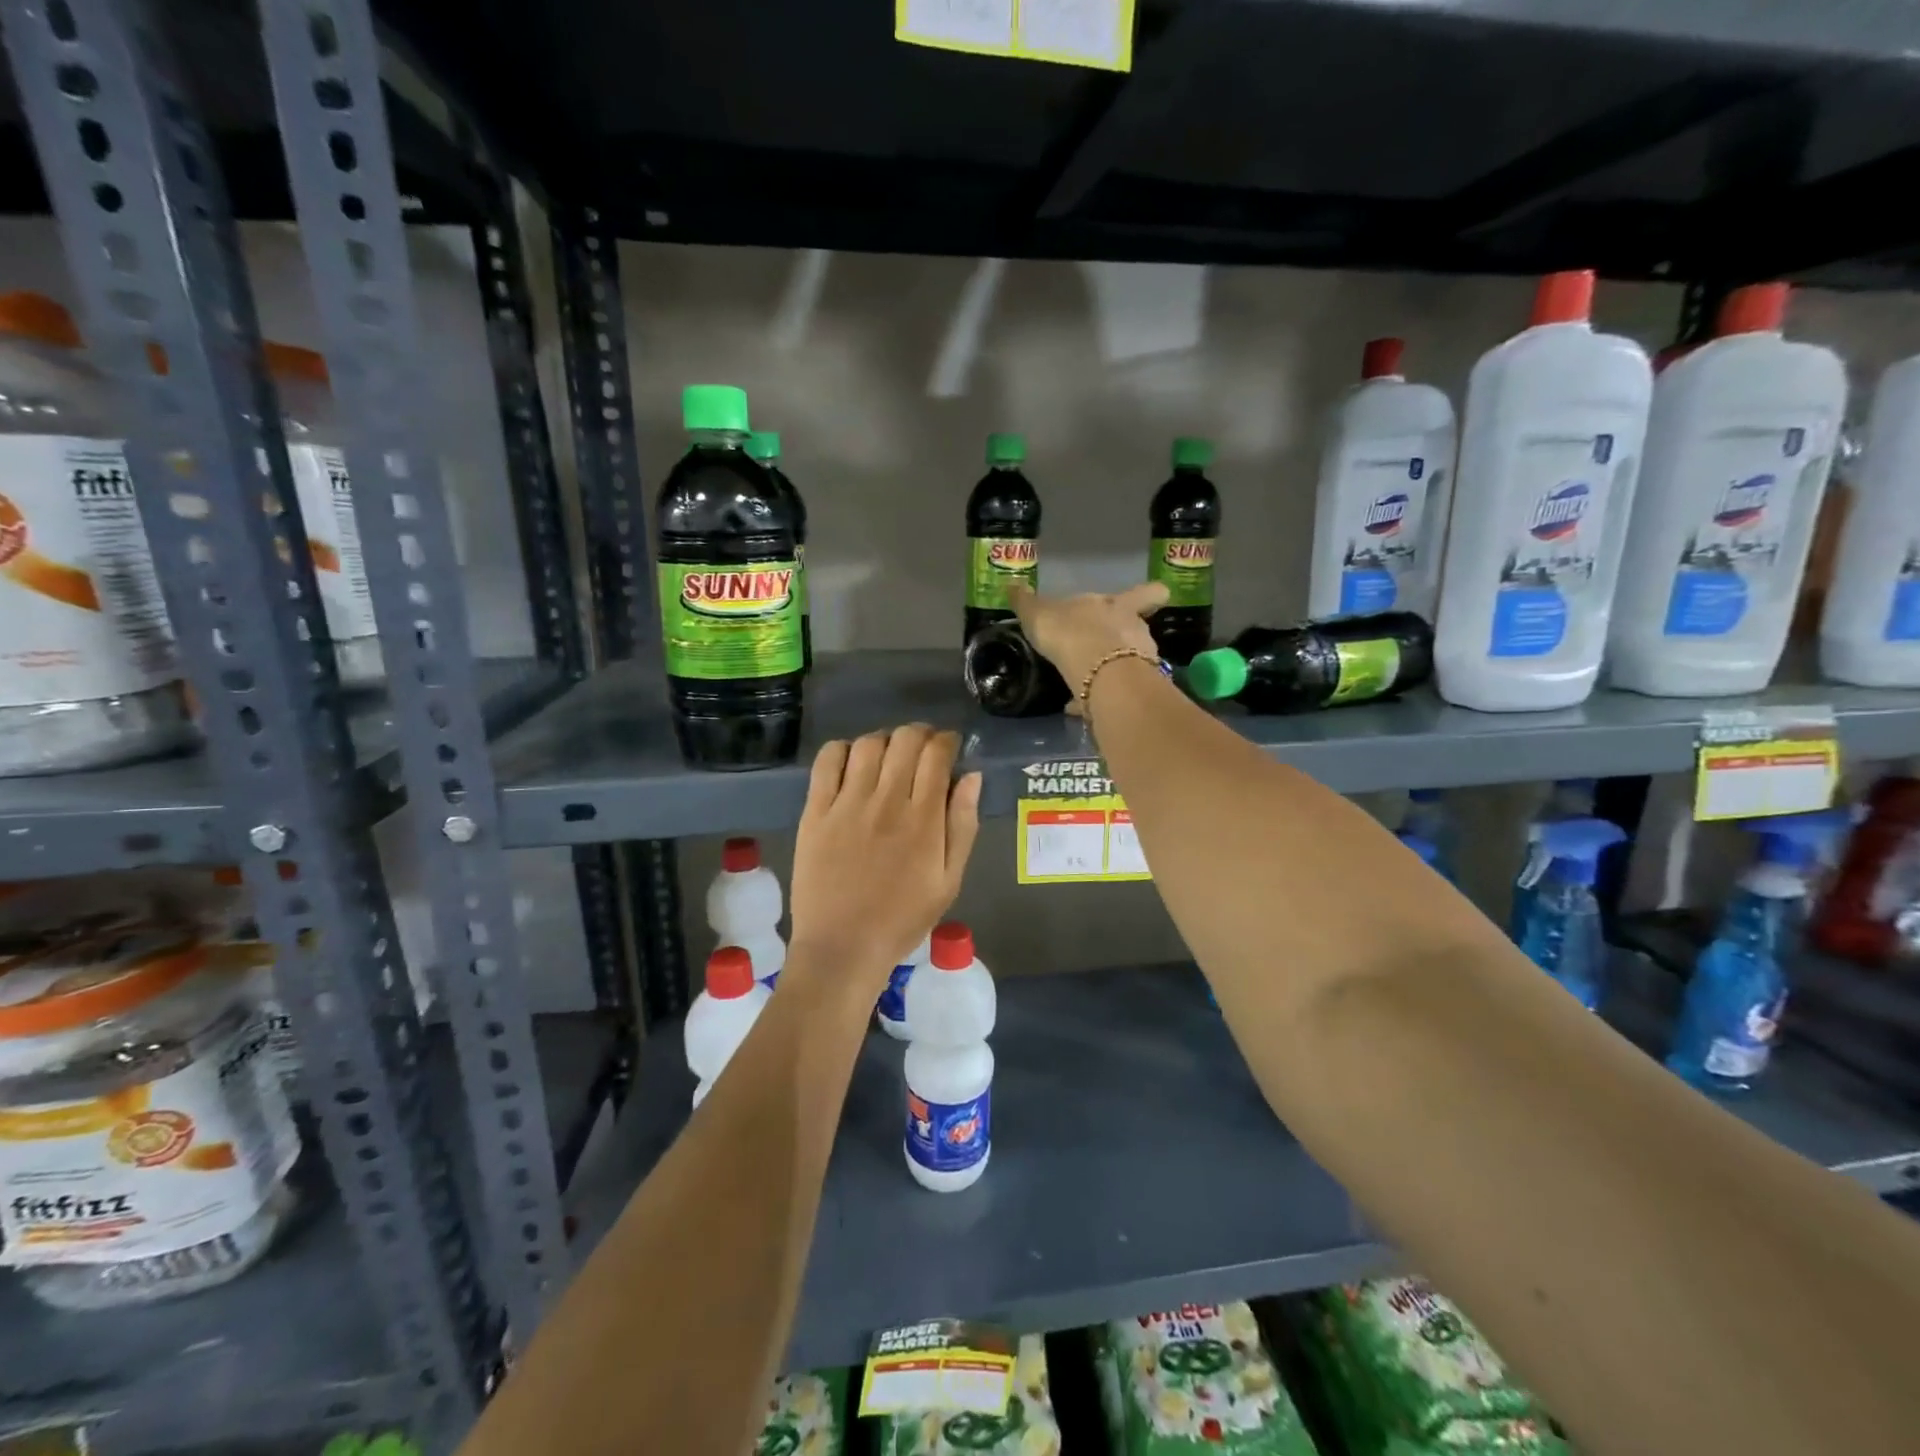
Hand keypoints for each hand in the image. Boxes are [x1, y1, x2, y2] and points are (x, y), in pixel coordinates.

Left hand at [789, 724, 981, 990]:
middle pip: (905, 740)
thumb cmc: (903, 919)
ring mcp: (847, 804)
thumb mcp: (949, 880)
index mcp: (923, 819)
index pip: (937, 754)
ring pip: (868, 744)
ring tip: (889, 757)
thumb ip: (963, 825)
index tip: (949, 748)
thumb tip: (972, 776)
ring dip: (885, 741)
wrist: (843, 948)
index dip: (947, 741)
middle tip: (923, 750)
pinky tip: (852, 763)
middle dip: (920, 734)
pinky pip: (827, 762)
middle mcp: (886, 801)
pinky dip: (843, 750)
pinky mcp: (815, 811)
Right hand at [1008, 581, 1168, 702]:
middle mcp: (1134, 630)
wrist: (1096, 671)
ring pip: (1130, 663)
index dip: (1152, 595)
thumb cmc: (1070, 632)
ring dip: (1110, 671)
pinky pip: (1114, 693)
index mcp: (1118, 606)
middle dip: (1122, 640)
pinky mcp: (1133, 691)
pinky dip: (1098, 699)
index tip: (1157, 597)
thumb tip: (1011, 584)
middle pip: (1138, 629)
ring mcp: (1140, 661)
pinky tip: (1078, 707)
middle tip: (1103, 648)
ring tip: (1085, 681)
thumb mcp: (1039, 614)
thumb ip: (1026, 602)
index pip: (1145, 594)